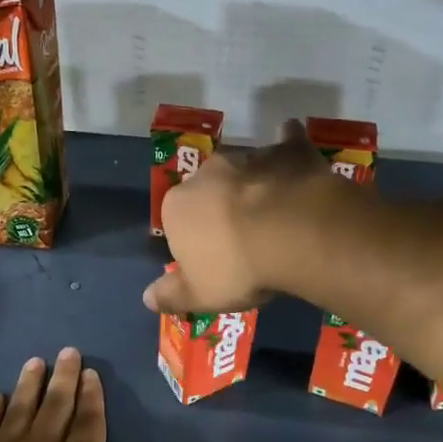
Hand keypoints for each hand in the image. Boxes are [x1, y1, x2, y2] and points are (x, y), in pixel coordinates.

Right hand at [142, 118, 329, 315]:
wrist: (294, 232)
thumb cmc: (239, 267)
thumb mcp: (200, 294)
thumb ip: (172, 295)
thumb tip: (146, 297)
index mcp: (177, 206)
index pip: (177, 222)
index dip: (196, 242)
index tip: (216, 262)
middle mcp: (206, 173)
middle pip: (210, 191)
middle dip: (221, 206)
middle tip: (245, 237)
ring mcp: (248, 156)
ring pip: (246, 170)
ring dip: (253, 185)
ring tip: (276, 214)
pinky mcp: (288, 150)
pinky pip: (286, 144)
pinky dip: (288, 151)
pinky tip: (296, 161)